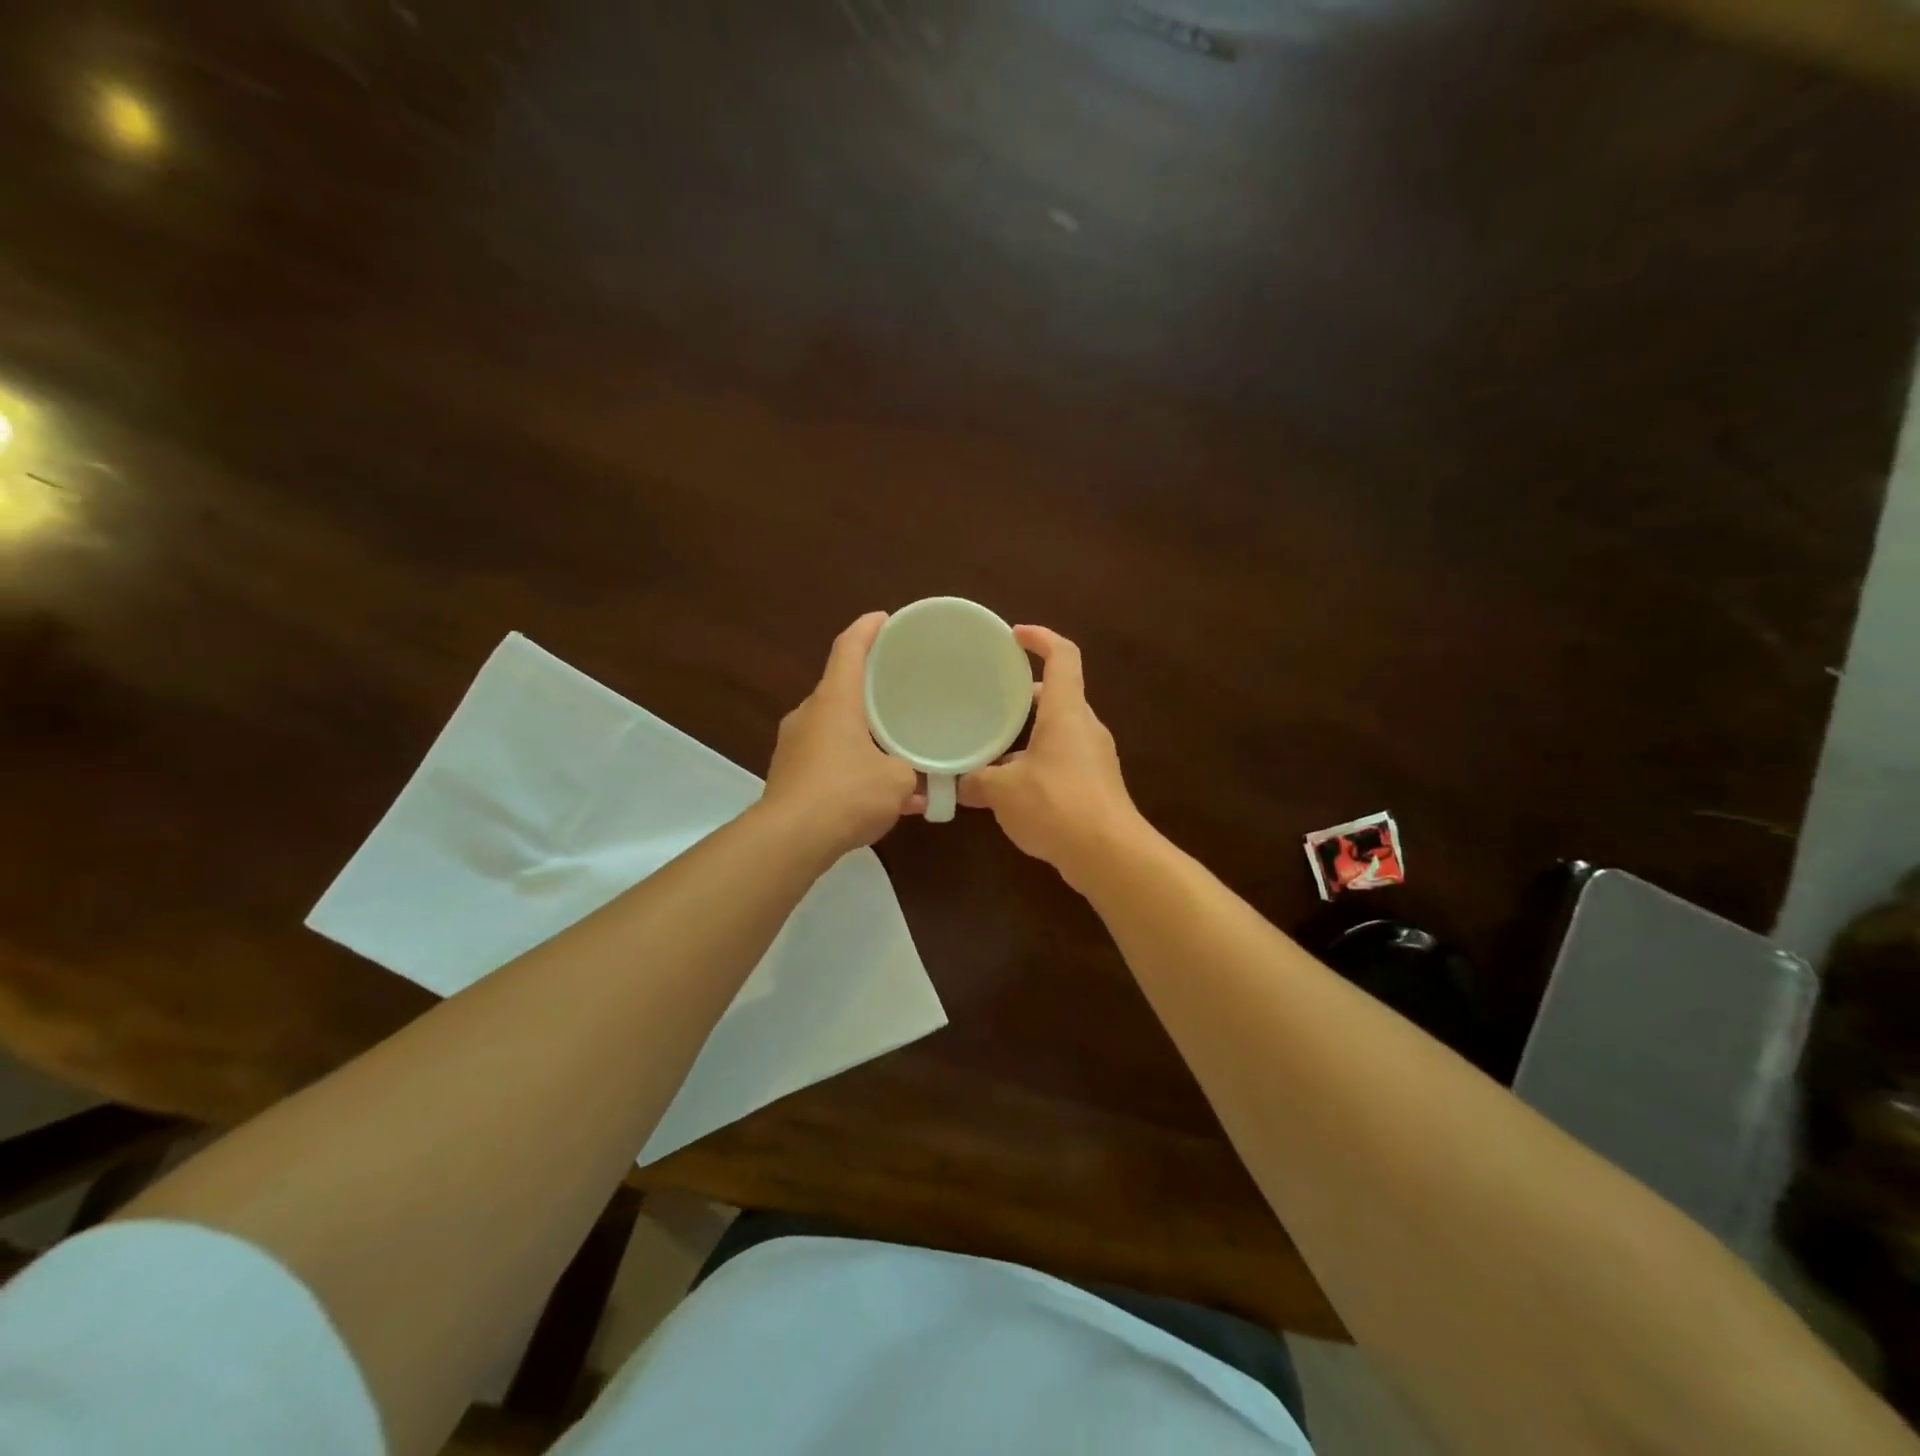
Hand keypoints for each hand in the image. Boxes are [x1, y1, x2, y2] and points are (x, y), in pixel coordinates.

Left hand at [762, 612, 923, 857]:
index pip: (849, 649)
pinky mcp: (788, 774)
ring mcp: (793, 745)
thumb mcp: (897, 781)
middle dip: (868, 688)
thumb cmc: (847, 794)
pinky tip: (874, 791)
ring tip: (892, 746)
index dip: (868, 629)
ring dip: (861, 732)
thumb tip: (916, 783)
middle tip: (898, 690)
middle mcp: (809, 714)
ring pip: (834, 726)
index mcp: (835, 701)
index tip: (885, 619)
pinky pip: (826, 757)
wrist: (790, 839)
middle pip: (840, 687)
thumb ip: (911, 773)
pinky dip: (850, 764)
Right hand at [958, 626, 1142, 885]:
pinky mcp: (1095, 785)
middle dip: (1023, 693)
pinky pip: (1061, 760)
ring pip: (1058, 731)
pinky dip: (1036, 762)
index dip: (1040, 638)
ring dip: (1027, 734)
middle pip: (1057, 695)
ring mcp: (1094, 757)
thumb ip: (976, 781)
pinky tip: (1009, 787)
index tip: (1014, 636)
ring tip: (990, 746)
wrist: (1109, 855)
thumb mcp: (1003, 791)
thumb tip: (958, 784)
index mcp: (1066, 712)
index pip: (1062, 656)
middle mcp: (1084, 727)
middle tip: (989, 697)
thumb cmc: (1056, 805)